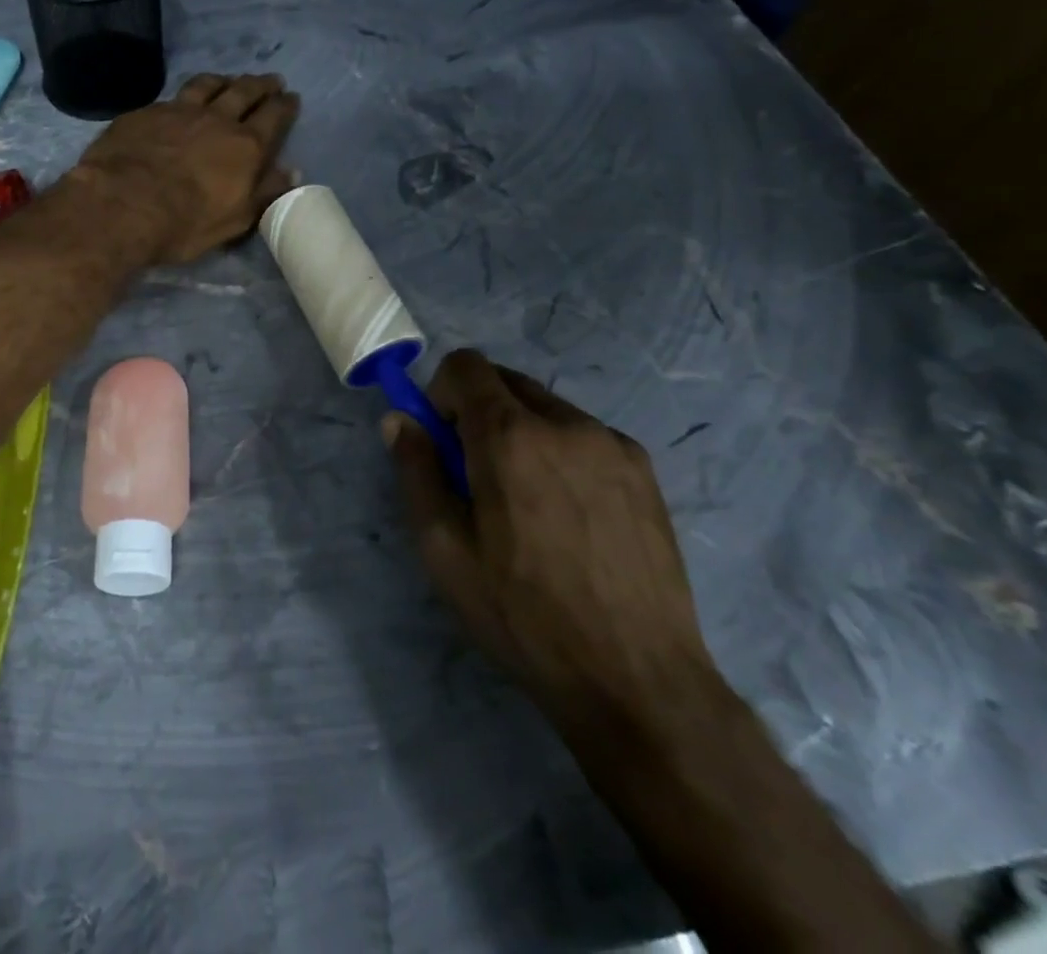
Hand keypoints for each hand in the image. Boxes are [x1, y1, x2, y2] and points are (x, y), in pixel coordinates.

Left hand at [68, 74, 299, 264]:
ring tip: (229, 80)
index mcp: (245, 146)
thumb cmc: (184, 223)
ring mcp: (178, 111)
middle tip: (270, 80)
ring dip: (223, 80)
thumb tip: (291, 172)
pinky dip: (184, 95)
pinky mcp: (145, 113)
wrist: (121, 204)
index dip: (284, 106)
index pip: (273, 118)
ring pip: (207, 85)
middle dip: (260, 85)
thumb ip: (264, 193)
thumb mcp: (234, 219)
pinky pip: (171, 97)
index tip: (291, 98)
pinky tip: (179, 101)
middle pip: (244, 92)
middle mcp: (216, 119)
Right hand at [384, 350, 717, 715]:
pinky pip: (586, 436)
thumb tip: (400, 419)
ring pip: (547, 408)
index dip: (441, 392)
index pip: (465, 366)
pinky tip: (571, 516)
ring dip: (522, 431)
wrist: (638, 680)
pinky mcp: (646, 472)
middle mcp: (565, 423)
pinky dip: (562, 452)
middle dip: (478, 410)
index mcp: (510, 436)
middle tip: (478, 474)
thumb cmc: (523, 615)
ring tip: (529, 503)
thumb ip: (416, 471)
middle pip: (506, 381)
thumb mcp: (445, 550)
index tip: (442, 439)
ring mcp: (613, 445)